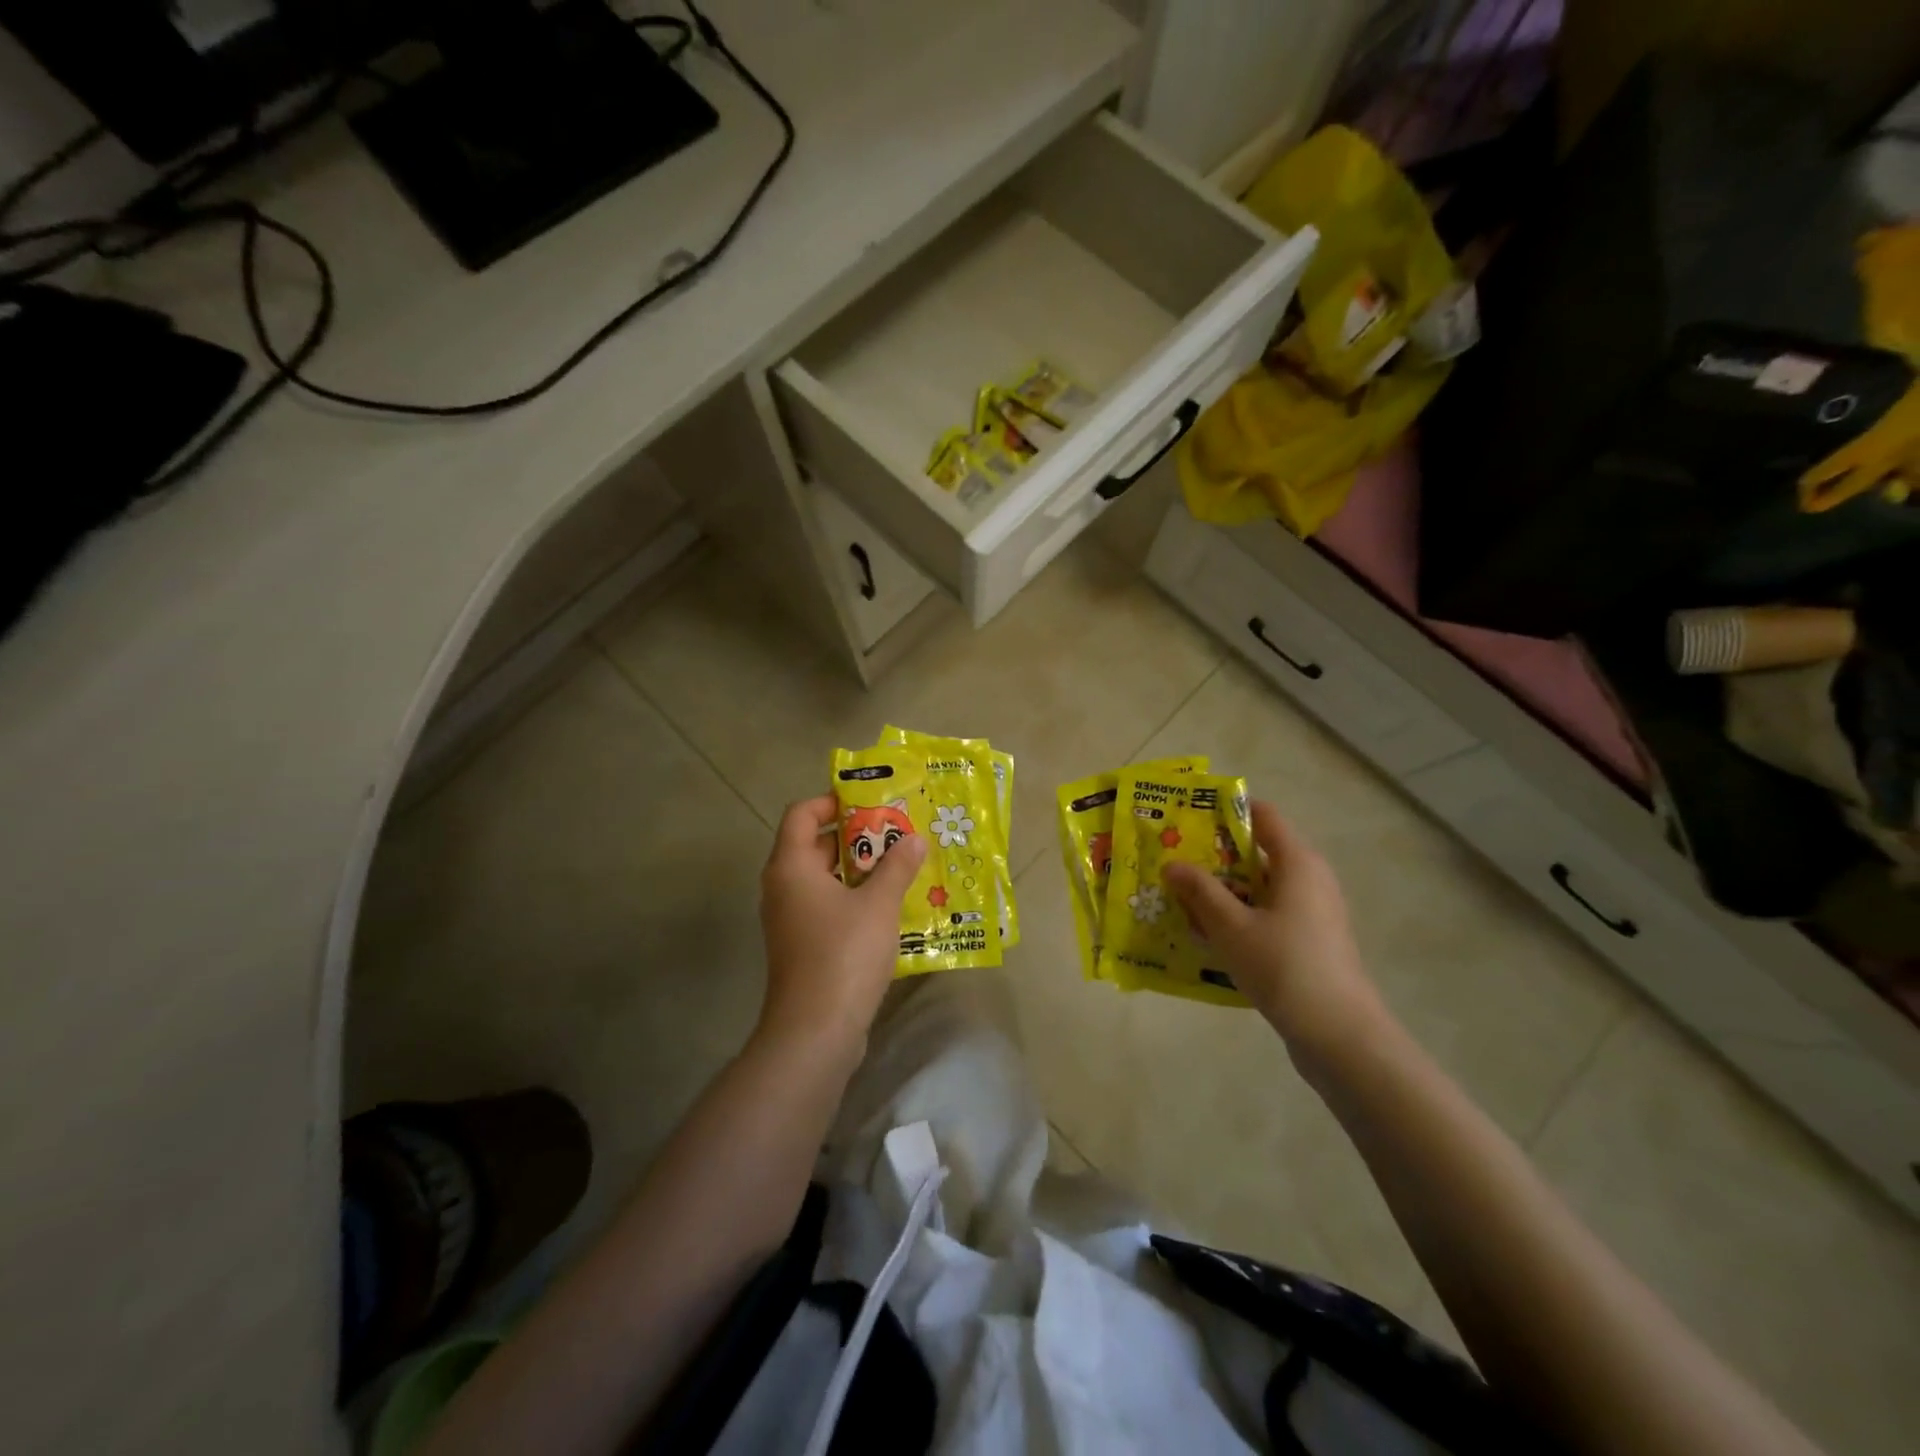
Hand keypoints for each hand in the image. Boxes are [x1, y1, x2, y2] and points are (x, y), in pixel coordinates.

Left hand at [757, 794, 926, 1057]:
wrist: (815, 1030)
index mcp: (791, 866)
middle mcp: (783, 887)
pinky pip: (826, 907)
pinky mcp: (802, 946)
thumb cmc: (843, 953)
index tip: (870, 801)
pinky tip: (889, 907)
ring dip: (859, 870)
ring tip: (900, 865)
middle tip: (896, 832)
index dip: (832, 801)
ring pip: (823, 879)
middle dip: (856, 836)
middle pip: (814, 845)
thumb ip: (897, 866)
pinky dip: (853, 899)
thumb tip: (914, 839)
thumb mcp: (879, 904)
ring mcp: (790, 920)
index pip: (802, 814)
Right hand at [1163, 801, 1387, 1061]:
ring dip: (1224, 891)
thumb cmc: (1284, 967)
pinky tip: (1209, 936)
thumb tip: (1172, 864)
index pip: (1262, 815)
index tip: (1187, 818)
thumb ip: (1200, 891)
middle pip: (1258, 852)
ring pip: (1260, 887)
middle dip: (1214, 856)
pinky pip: (1269, 914)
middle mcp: (1310, 878)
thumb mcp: (1231, 926)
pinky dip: (1240, 916)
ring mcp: (1314, 912)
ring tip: (1182, 902)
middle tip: (1174, 864)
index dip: (1225, 811)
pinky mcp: (1311, 941)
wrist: (1340, 1035)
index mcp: (1297, 862)